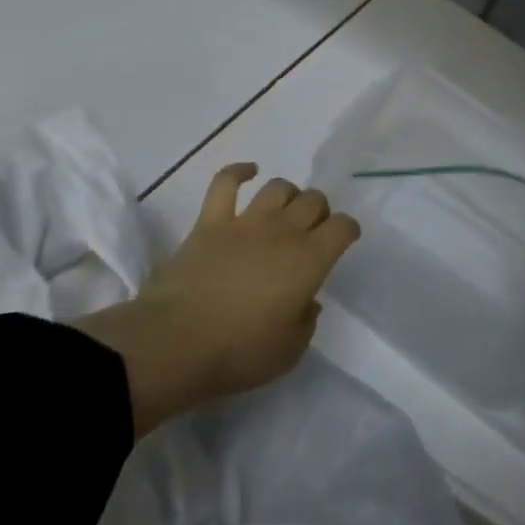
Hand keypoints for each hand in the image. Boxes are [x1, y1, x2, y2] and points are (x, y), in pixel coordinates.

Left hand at [77, 163, 360, 434]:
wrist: (175, 344)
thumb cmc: (240, 353)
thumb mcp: (291, 350)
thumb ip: (306, 320)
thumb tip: (306, 300)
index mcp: (310, 260)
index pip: (343, 227)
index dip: (348, 230)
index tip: (344, 240)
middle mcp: (283, 232)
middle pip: (313, 201)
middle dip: (320, 211)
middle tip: (312, 231)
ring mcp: (245, 223)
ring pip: (278, 188)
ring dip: (289, 194)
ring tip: (285, 210)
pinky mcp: (210, 223)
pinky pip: (225, 183)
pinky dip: (239, 171)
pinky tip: (249, 171)